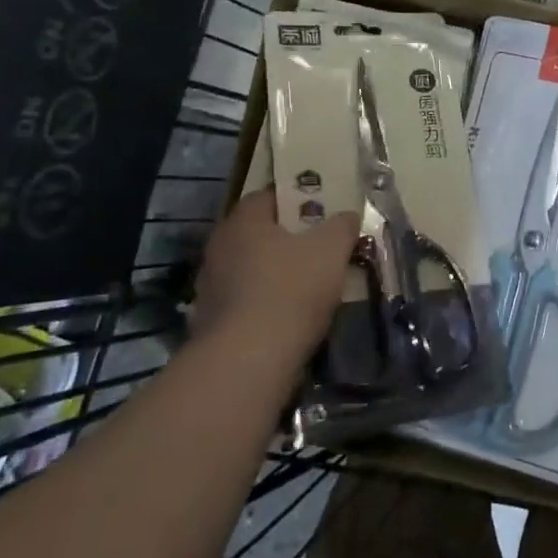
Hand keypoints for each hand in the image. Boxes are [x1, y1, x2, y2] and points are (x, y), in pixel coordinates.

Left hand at [189, 190, 357, 359]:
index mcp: (243, 222)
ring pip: (251, 270)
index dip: (297, 201)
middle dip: (288, 240)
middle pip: (259, 235)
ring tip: (310, 287)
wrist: (248, 360)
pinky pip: (246, 302)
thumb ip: (342, 226)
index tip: (322, 213)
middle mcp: (219, 248)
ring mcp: (210, 287)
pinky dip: (266, 305)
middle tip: (320, 248)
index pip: (268, 197)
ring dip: (276, 274)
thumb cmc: (291, 289)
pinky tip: (290, 318)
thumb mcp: (332, 249)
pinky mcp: (211, 323)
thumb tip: (347, 216)